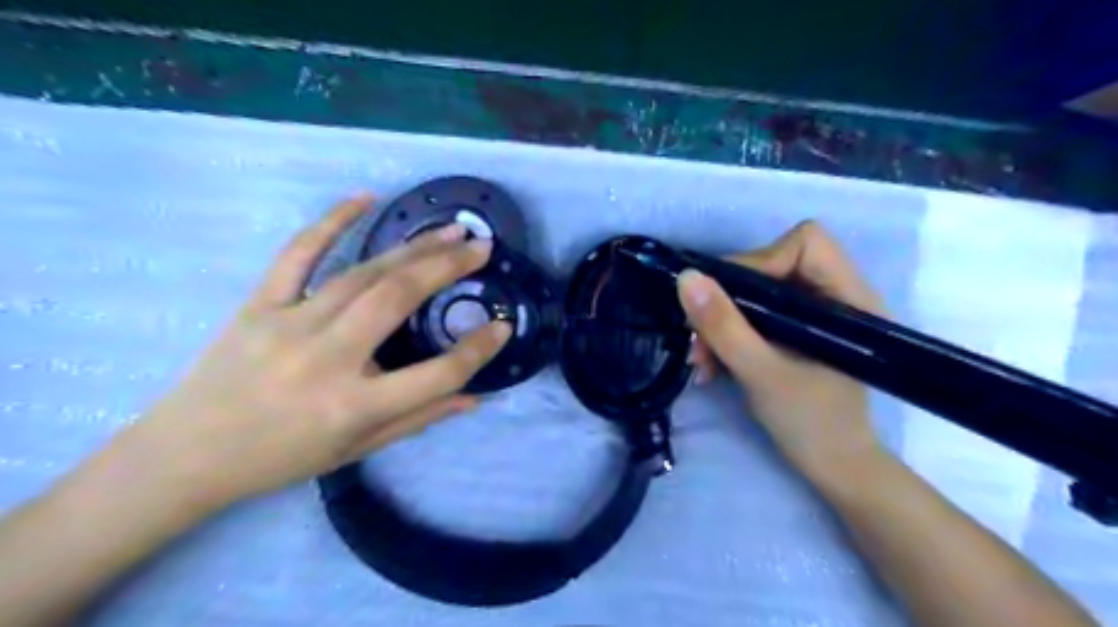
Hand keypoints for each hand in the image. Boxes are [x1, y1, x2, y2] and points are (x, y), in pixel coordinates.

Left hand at [119, 193, 509, 513]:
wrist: (187, 455)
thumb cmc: (282, 458)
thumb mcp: (358, 449)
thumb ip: (420, 418)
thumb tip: (473, 397)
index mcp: (354, 405)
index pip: (436, 374)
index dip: (477, 350)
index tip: (502, 326)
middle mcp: (326, 359)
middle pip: (398, 300)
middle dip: (446, 268)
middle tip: (480, 248)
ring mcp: (289, 324)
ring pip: (363, 275)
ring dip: (412, 248)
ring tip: (450, 231)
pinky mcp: (259, 305)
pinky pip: (298, 255)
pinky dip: (331, 222)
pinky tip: (364, 198)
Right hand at [677, 223, 886, 481]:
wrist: (833, 468)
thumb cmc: (812, 424)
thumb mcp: (761, 373)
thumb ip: (724, 326)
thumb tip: (686, 278)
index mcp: (848, 298)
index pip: (805, 243)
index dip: (761, 260)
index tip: (726, 297)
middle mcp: (835, 296)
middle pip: (773, 264)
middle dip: (728, 298)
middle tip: (698, 334)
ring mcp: (814, 315)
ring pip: (758, 292)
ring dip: (721, 321)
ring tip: (699, 359)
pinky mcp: (796, 332)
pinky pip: (755, 315)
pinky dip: (729, 334)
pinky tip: (710, 364)